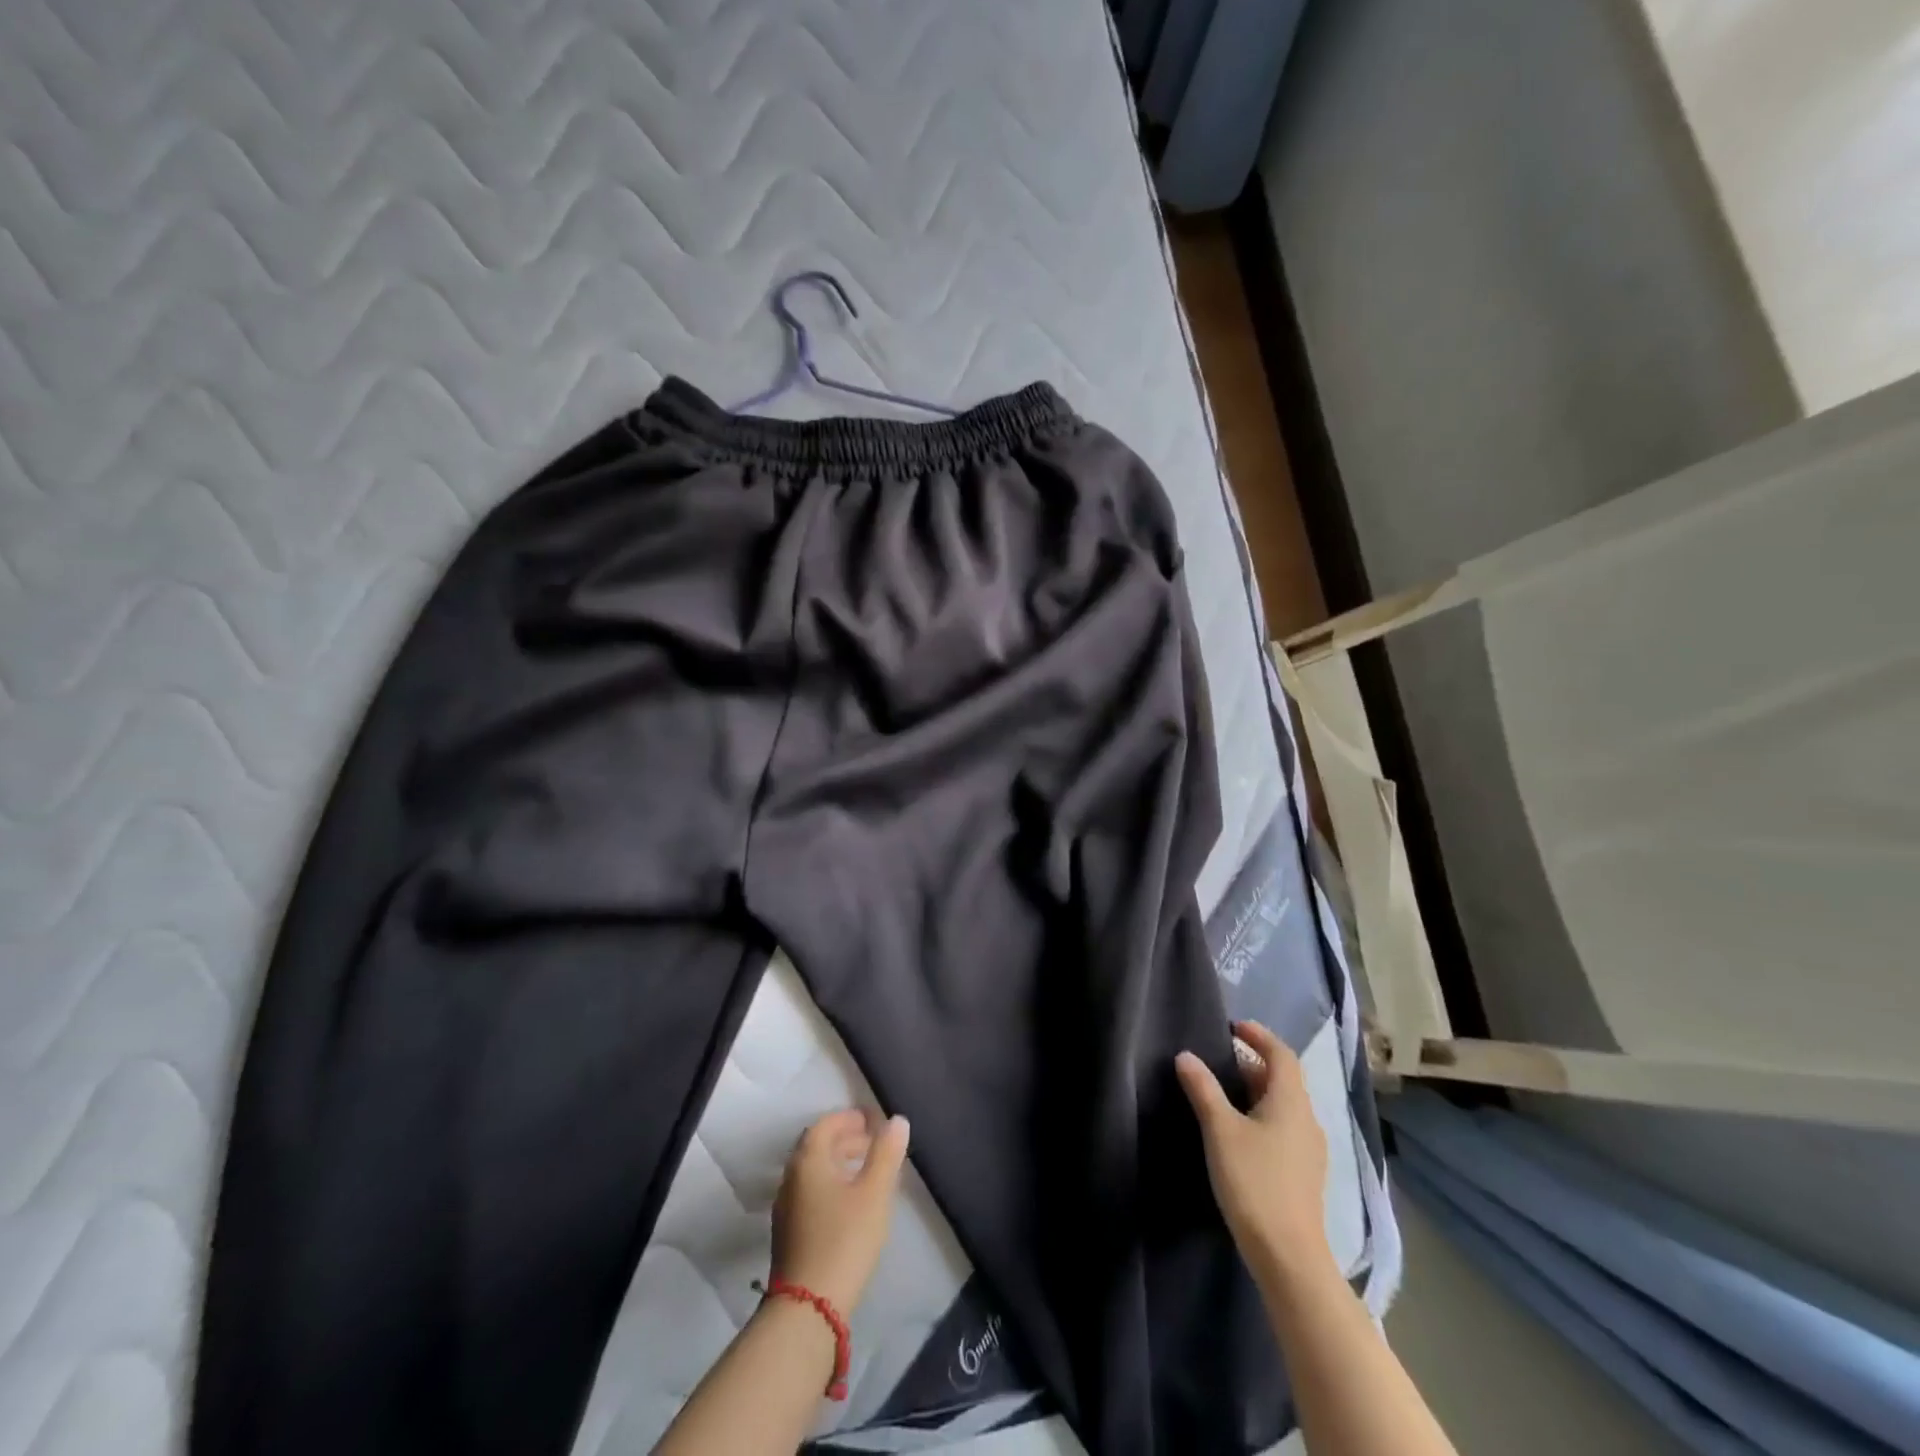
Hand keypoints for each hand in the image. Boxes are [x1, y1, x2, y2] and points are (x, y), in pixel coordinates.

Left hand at [771, 1109, 910, 1312]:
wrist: (807, 1309)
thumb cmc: (844, 1239)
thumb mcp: (874, 1193)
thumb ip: (886, 1153)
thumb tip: (896, 1120)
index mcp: (807, 1160)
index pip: (826, 1124)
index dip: (850, 1118)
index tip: (875, 1122)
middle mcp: (791, 1178)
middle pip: (817, 1146)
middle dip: (846, 1139)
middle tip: (875, 1144)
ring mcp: (786, 1207)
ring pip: (813, 1171)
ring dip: (839, 1163)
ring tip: (867, 1172)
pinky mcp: (788, 1233)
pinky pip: (810, 1193)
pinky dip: (831, 1185)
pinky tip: (851, 1204)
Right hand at [1176, 1020, 1333, 1288]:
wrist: (1289, 1257)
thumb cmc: (1254, 1182)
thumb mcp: (1220, 1130)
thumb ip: (1203, 1089)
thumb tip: (1186, 1056)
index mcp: (1291, 1102)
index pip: (1282, 1054)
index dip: (1260, 1036)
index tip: (1233, 1027)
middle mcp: (1307, 1120)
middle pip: (1283, 1079)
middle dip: (1252, 1063)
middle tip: (1218, 1059)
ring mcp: (1309, 1150)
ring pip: (1283, 1106)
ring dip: (1256, 1091)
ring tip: (1222, 1091)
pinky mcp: (1303, 1174)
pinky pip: (1283, 1128)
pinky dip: (1261, 1115)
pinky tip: (1238, 1132)